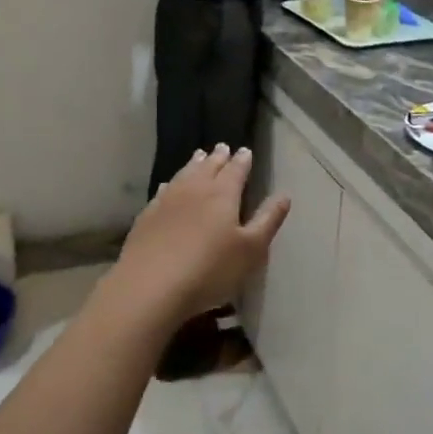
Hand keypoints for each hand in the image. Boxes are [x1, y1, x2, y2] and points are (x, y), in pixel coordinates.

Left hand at [115, 145, 290, 323]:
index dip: (242, 160)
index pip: (235, 170)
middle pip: (209, 167)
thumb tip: (284, 195)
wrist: (150, 286)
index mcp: (223, 194)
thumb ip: (268, 220)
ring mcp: (167, 200)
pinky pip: (163, 190)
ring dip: (195, 164)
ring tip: (200, 155)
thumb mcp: (250, 249)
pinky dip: (172, 183)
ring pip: (185, 174)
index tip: (246, 151)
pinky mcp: (148, 215)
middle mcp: (195, 189)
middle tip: (223, 147)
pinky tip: (169, 185)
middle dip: (218, 157)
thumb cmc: (209, 269)